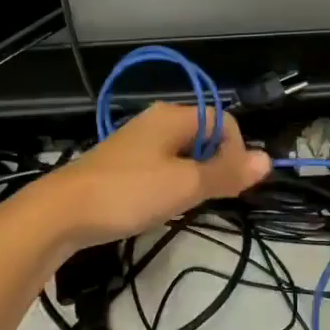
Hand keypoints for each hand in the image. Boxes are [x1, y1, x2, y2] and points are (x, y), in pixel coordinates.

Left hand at [14, 104, 270, 251]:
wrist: (60, 213)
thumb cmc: (128, 193)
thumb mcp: (185, 185)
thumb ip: (227, 173)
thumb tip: (269, 159)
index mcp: (173, 116)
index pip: (224, 121)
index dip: (237, 150)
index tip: (231, 184)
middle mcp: (156, 121)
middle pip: (205, 136)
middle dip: (217, 165)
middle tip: (209, 197)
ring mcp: (137, 142)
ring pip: (184, 153)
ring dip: (195, 176)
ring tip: (185, 203)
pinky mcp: (122, 164)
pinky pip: (163, 166)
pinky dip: (172, 183)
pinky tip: (161, 205)